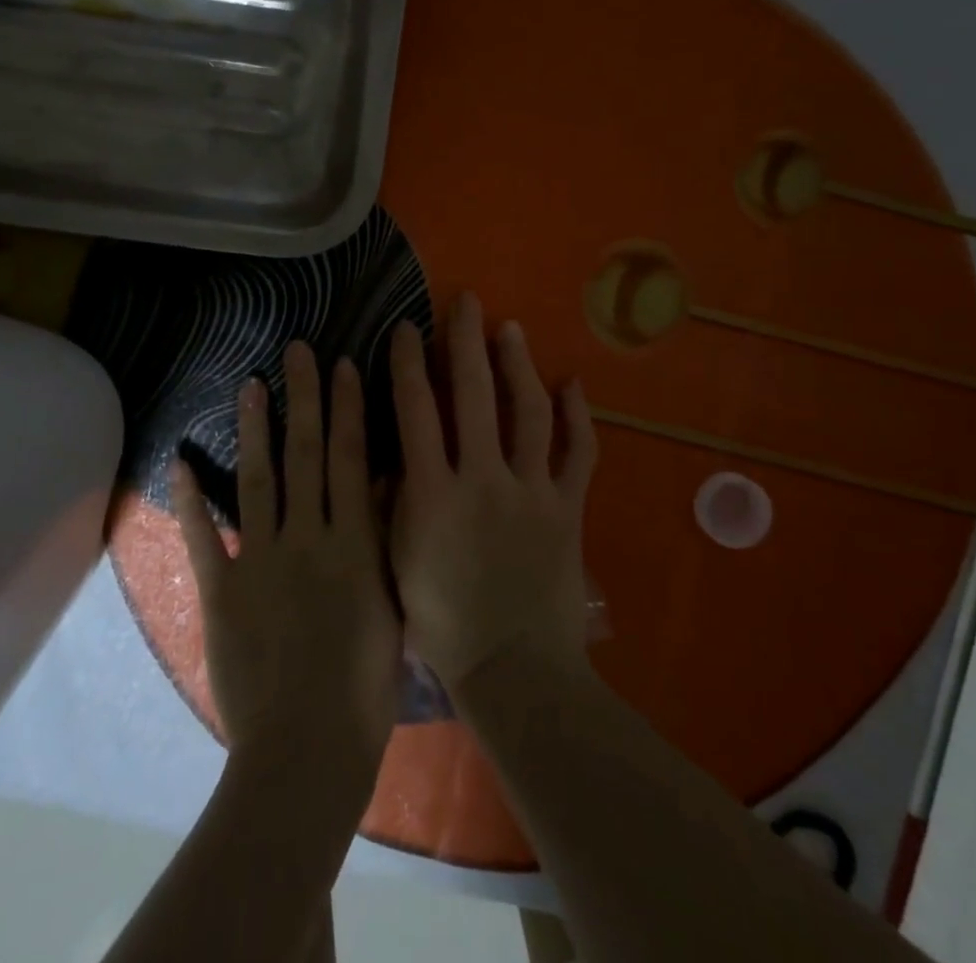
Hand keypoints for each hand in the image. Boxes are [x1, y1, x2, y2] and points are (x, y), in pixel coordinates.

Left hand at [172, 341, 402, 778]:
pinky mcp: (222, 590)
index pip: (351, 460)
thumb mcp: (392, 607)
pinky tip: (180, 461)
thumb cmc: (364, 690)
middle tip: (298, 350)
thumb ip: (383, 543)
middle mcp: (309, 539)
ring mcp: (261, 561)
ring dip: (255, 429)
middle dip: (305, 398)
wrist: (307, 751)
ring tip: (252, 384)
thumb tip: (380, 486)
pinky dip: (190, 500)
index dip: (348, 409)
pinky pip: (204, 537)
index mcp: (354, 545)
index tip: (344, 366)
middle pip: (306, 455)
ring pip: (260, 480)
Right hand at [388, 294, 598, 698]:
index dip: (408, 362)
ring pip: (528, 412)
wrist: (515, 671)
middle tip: (465, 302)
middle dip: (465, 341)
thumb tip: (396, 449)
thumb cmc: (443, 624)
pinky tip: (572, 384)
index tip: (406, 327)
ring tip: (510, 329)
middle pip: (473, 395)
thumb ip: (396, 500)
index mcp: (432, 494)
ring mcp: (531, 492)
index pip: (415, 410)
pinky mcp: (568, 508)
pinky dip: (579, 417)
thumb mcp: (397, 561)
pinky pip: (580, 454)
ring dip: (517, 365)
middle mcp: (482, 480)